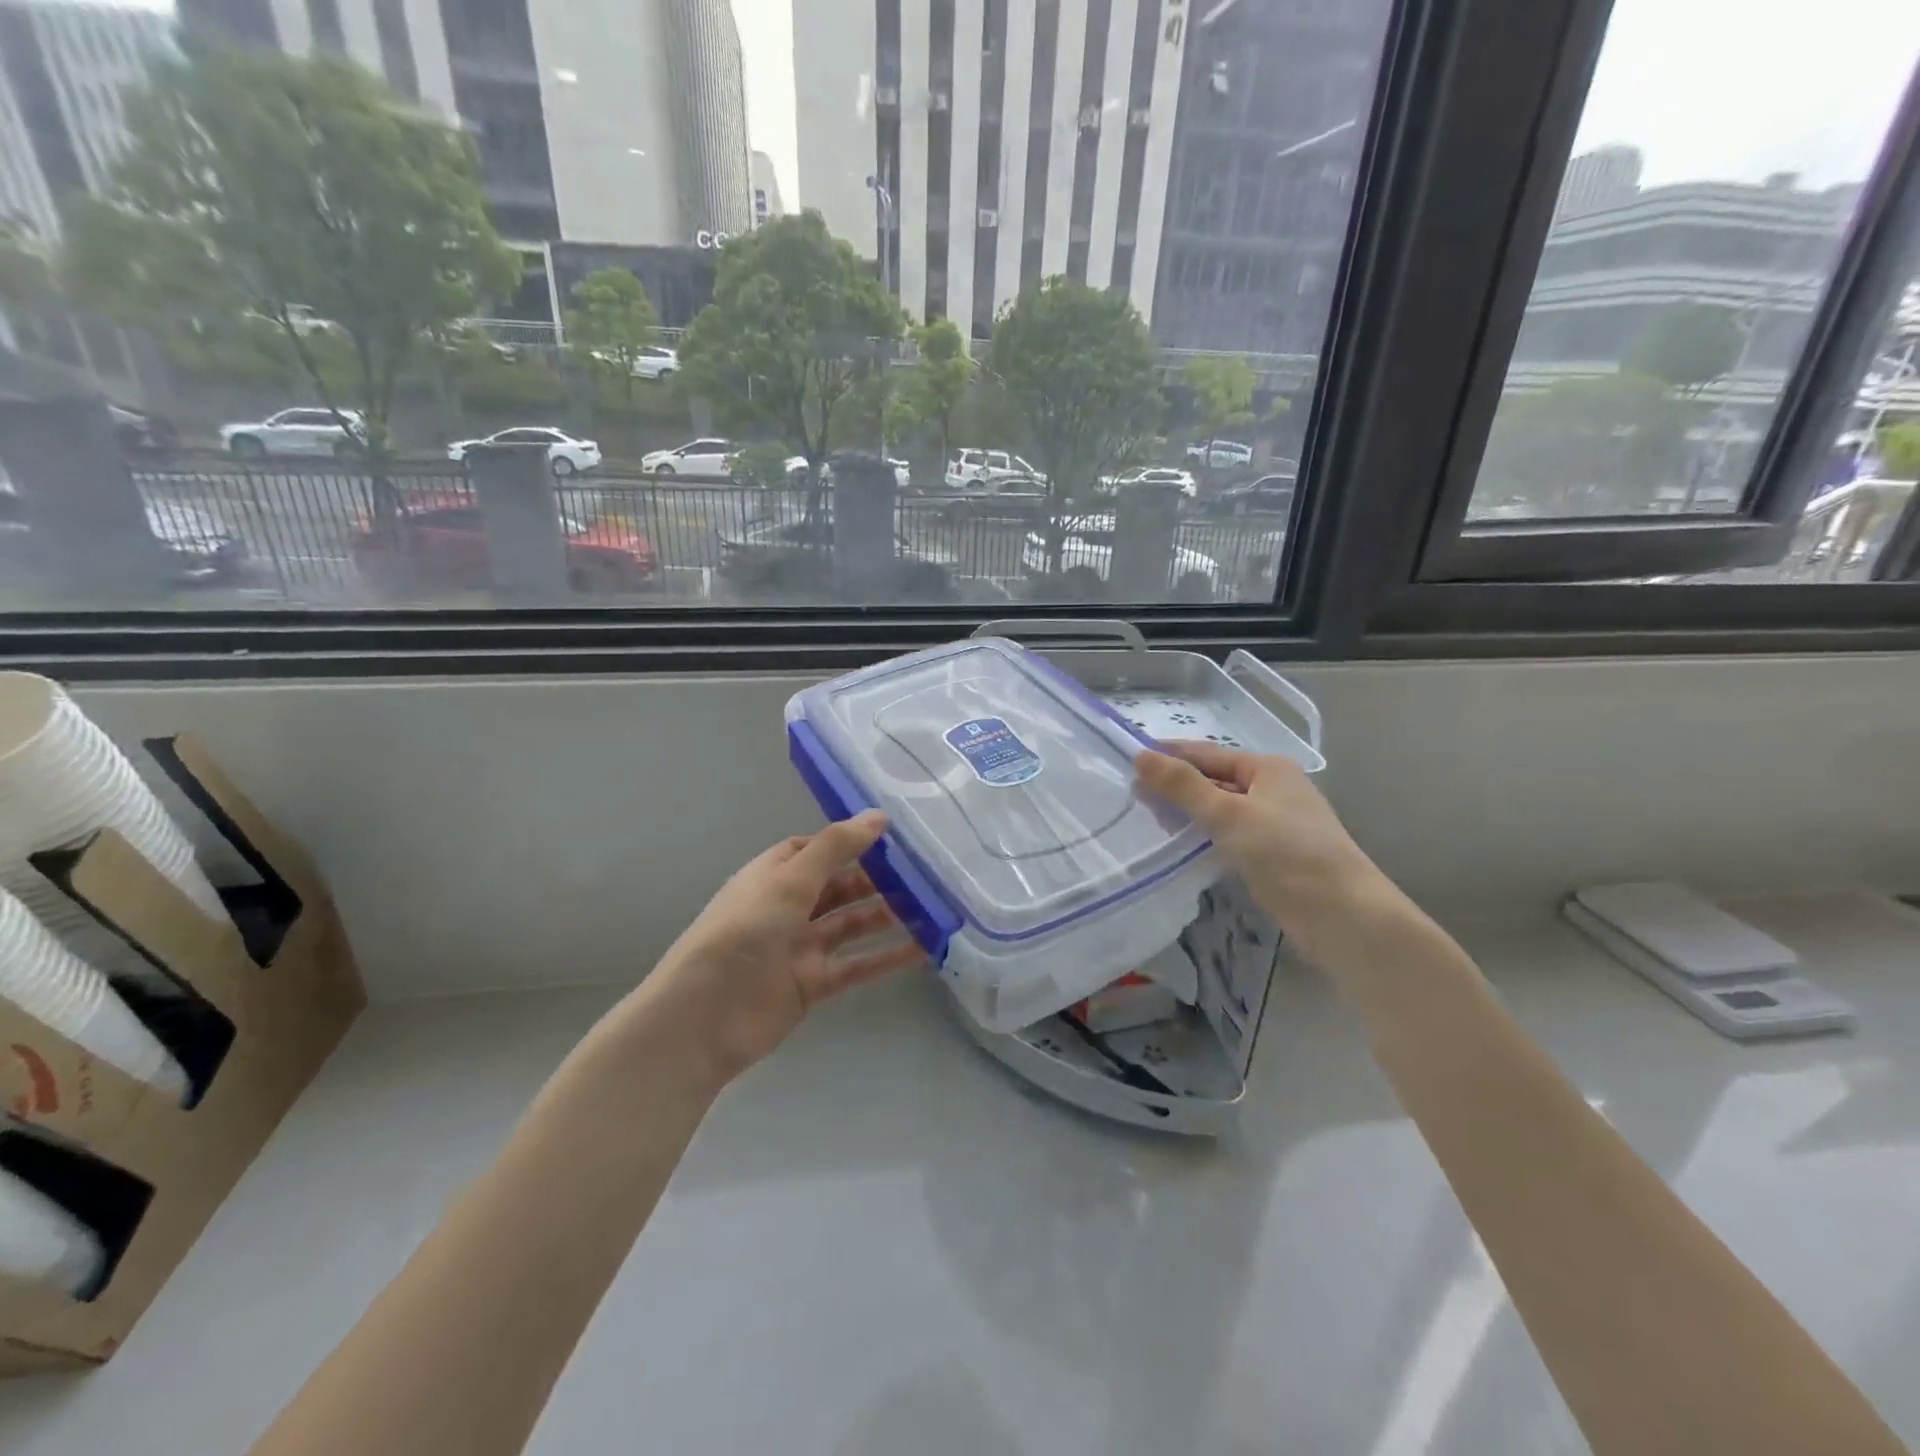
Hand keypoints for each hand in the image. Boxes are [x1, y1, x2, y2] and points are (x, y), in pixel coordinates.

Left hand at [642, 812, 924, 1082]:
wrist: (704, 1017)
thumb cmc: (743, 933)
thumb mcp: (789, 879)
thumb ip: (835, 847)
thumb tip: (878, 816)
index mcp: (774, 875)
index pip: (816, 849)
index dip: (851, 842)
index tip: (894, 837)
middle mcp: (788, 907)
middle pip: (840, 886)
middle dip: (878, 879)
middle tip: (925, 873)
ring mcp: (801, 947)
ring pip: (853, 925)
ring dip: (888, 916)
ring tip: (933, 906)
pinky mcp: (813, 984)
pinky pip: (857, 965)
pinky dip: (887, 957)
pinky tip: (923, 949)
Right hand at [1135, 742, 1388, 954]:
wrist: (1344, 917)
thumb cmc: (1287, 854)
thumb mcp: (1229, 814)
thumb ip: (1183, 786)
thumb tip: (1140, 756)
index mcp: (1268, 769)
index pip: (1208, 754)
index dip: (1170, 757)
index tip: (1130, 764)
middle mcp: (1274, 790)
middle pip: (1214, 780)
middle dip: (1177, 787)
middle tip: (1133, 798)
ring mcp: (1276, 825)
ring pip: (1221, 810)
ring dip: (1189, 814)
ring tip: (1150, 822)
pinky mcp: (1274, 857)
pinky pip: (1230, 837)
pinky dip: (1205, 837)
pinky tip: (1181, 848)